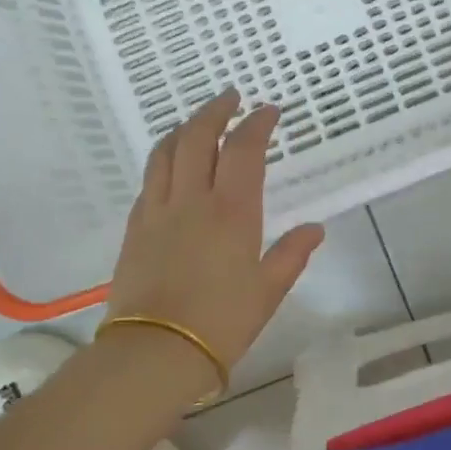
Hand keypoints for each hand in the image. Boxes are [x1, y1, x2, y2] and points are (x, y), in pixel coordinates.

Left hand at [105, 89, 324, 372]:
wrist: (154, 352)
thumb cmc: (221, 322)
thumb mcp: (268, 290)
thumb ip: (291, 254)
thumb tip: (315, 229)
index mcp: (232, 211)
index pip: (243, 149)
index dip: (256, 123)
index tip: (268, 110)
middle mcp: (192, 200)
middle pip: (197, 137)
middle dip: (215, 110)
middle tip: (230, 97)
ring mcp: (158, 211)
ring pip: (166, 152)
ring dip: (184, 128)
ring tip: (198, 121)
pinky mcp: (135, 228)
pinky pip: (150, 180)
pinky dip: (164, 160)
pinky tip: (172, 166)